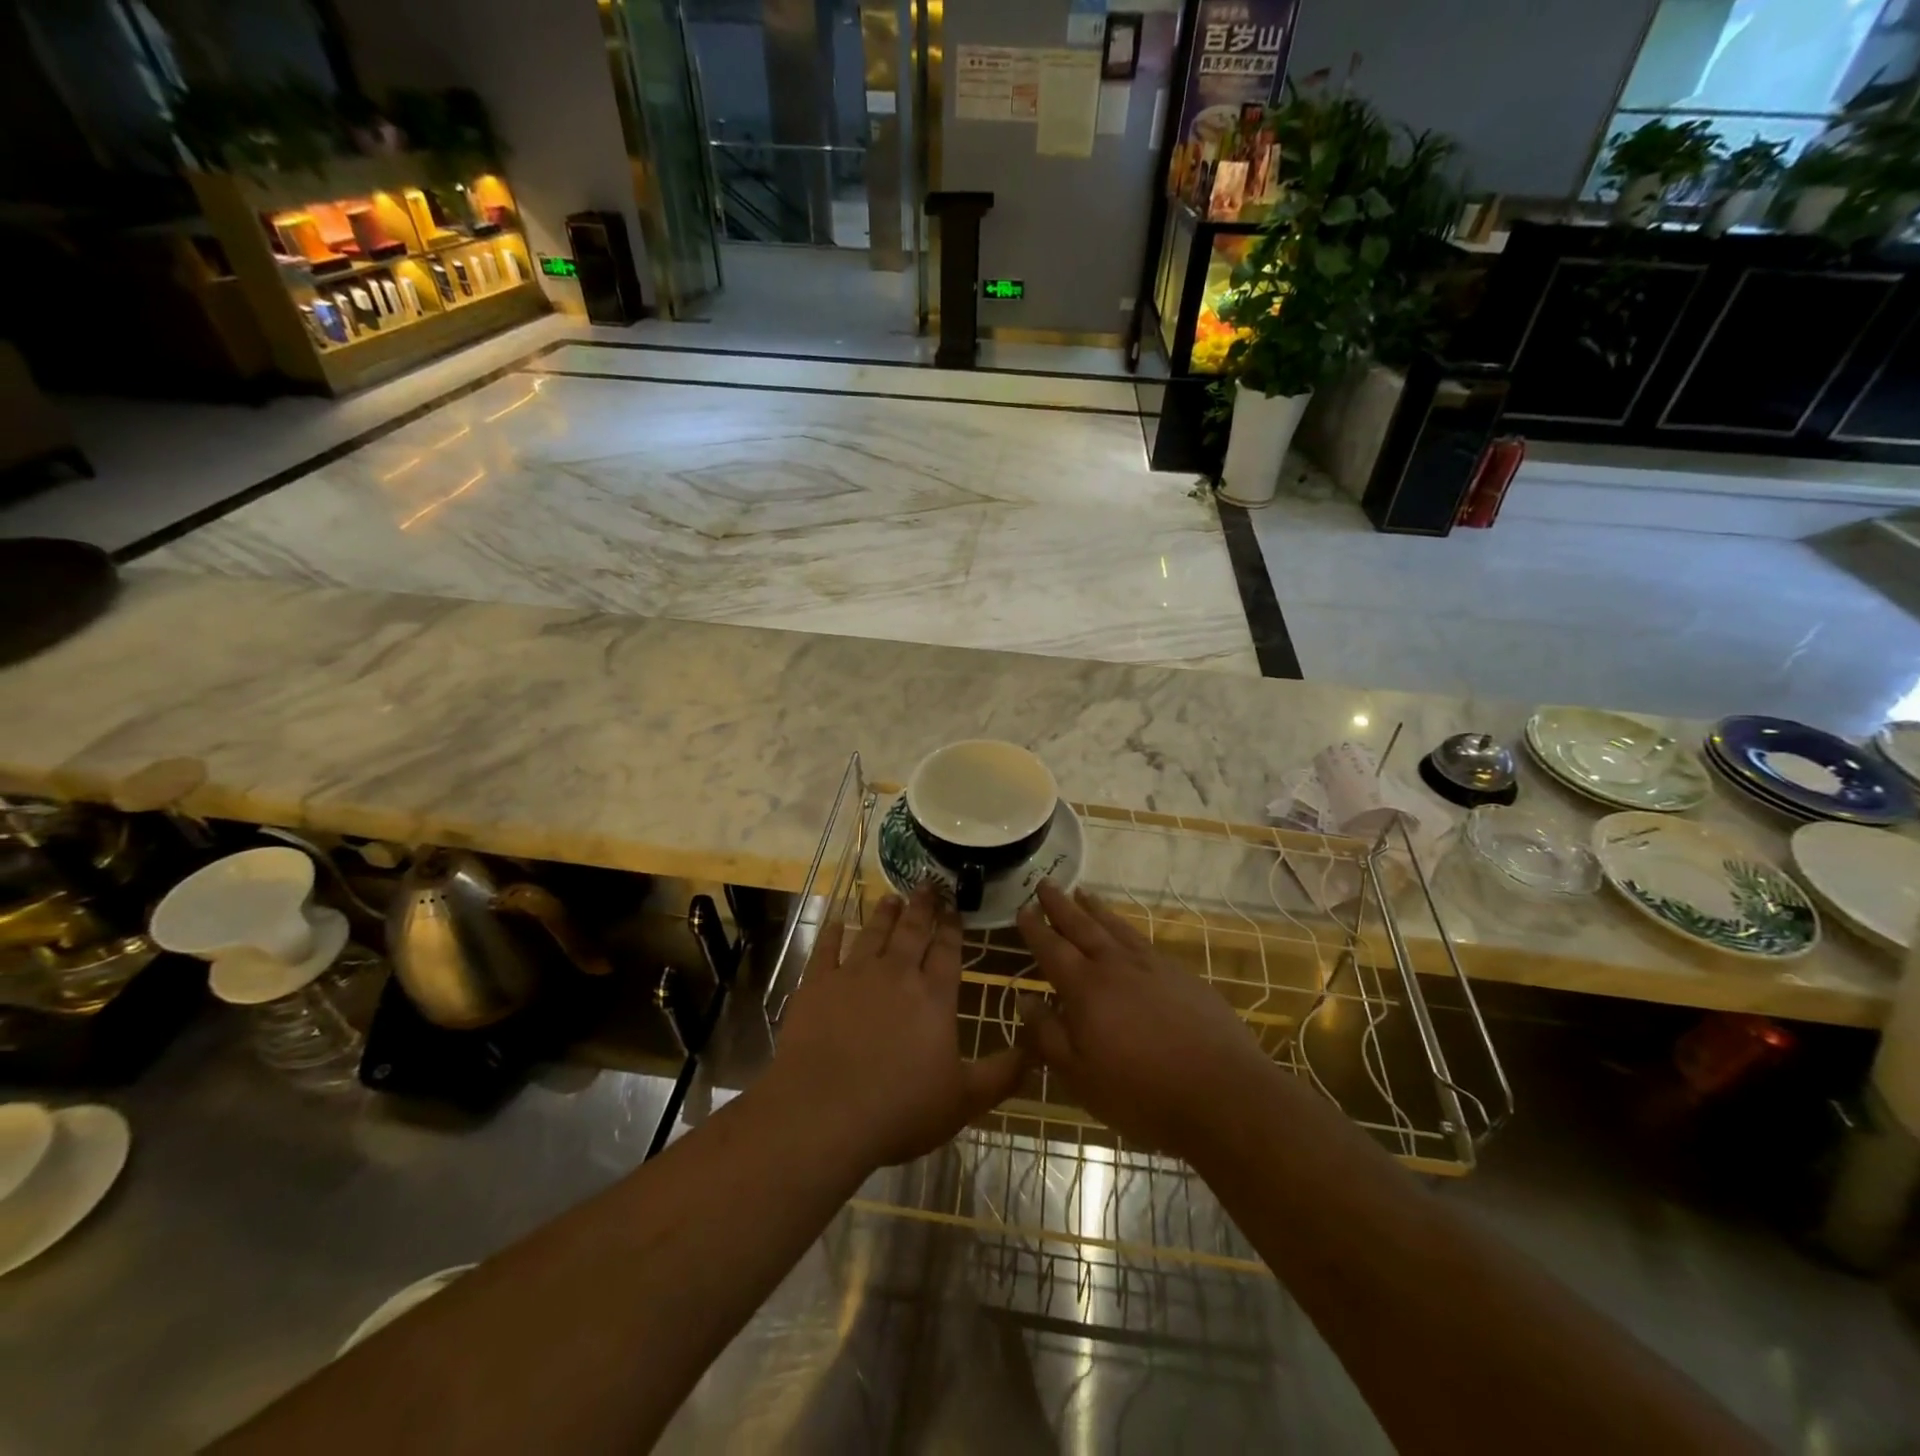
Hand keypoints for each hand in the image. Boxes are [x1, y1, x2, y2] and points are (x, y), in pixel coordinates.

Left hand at [771, 885, 1025, 1168]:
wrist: (824, 1114)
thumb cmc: (900, 1110)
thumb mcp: (964, 1101)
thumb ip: (1002, 1074)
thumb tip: (1038, 1049)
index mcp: (934, 997)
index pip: (948, 951)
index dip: (952, 928)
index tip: (954, 907)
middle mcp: (896, 974)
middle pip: (912, 932)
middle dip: (922, 907)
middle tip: (926, 884)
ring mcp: (853, 976)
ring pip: (873, 934)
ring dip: (884, 913)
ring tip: (891, 896)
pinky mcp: (817, 986)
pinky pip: (825, 950)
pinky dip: (831, 934)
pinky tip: (835, 923)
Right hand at [1016, 880, 1275, 1158]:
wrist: (1223, 1093)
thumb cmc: (1141, 1093)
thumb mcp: (1080, 1076)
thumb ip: (1047, 1035)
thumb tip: (1025, 1000)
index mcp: (1085, 988)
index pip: (1052, 949)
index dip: (1035, 929)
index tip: (1022, 908)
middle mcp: (1116, 966)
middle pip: (1082, 926)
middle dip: (1060, 904)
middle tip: (1045, 882)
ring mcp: (1153, 966)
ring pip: (1116, 927)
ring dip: (1095, 908)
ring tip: (1082, 893)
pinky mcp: (1182, 976)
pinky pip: (1143, 940)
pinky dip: (1126, 928)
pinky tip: (1126, 933)